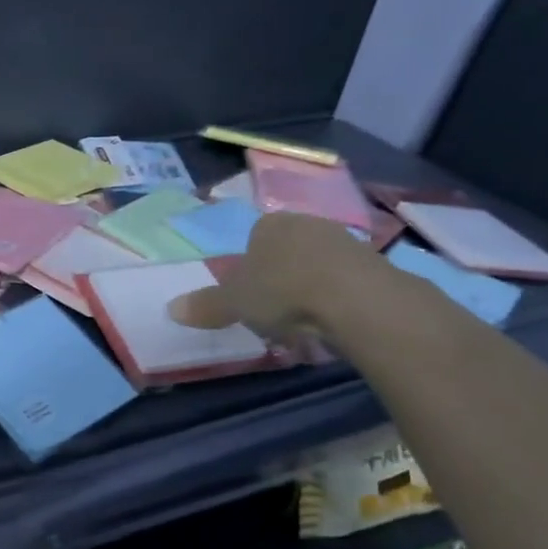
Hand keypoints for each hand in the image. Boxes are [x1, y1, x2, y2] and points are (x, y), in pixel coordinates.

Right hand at [166, 211, 367, 347]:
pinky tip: (333, 324)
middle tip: (274, 312)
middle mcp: (307, 224)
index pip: (254, 239)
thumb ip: (206, 305)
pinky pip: (345, 283)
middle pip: (287, 252)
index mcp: (269, 224)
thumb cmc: (283, 290)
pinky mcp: (376, 265)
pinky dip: (337, 301)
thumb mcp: (234, 302)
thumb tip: (171, 308)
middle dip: (280, 279)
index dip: (248, 268)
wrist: (357, 299)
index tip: (249, 296)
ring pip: (317, 267)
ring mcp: (345, 241)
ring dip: (310, 290)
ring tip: (304, 324)